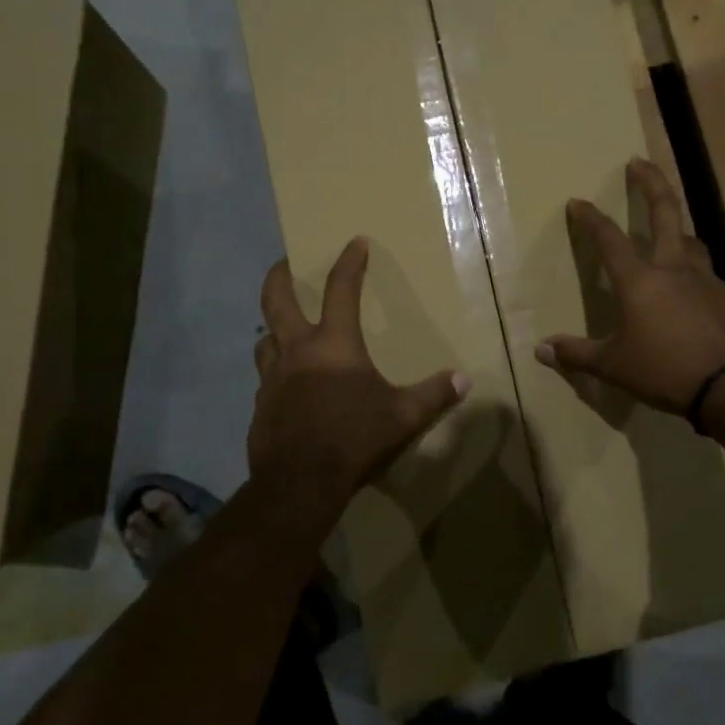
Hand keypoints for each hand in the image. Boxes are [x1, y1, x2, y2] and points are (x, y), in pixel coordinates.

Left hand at [249, 237, 468, 498]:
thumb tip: (464, 379)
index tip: (354, 243)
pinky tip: (286, 387)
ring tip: (282, 330)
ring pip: (264, 339)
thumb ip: (433, 395)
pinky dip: (275, 373)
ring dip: (272, 329)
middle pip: (276, 301)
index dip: (349, 263)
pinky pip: (265, 379)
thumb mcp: (402, 417)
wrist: (300, 482)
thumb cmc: (354, 437)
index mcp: (333, 345)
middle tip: (283, 264)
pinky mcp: (261, 406)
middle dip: (279, 277)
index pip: (340, 290)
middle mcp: (296, 351)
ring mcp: (272, 379)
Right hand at [537, 159, 724, 414]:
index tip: (578, 201)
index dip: (591, 218)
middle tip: (639, 162)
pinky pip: (704, 271)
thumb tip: (541, 350)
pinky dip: (692, 267)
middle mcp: (673, 268)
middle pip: (664, 211)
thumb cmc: (664, 370)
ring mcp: (704, 279)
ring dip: (676, 227)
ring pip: (690, 239)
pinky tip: (688, 285)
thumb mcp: (614, 366)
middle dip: (651, 182)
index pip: (609, 239)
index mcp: (640, 280)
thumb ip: (577, 354)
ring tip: (669, 229)